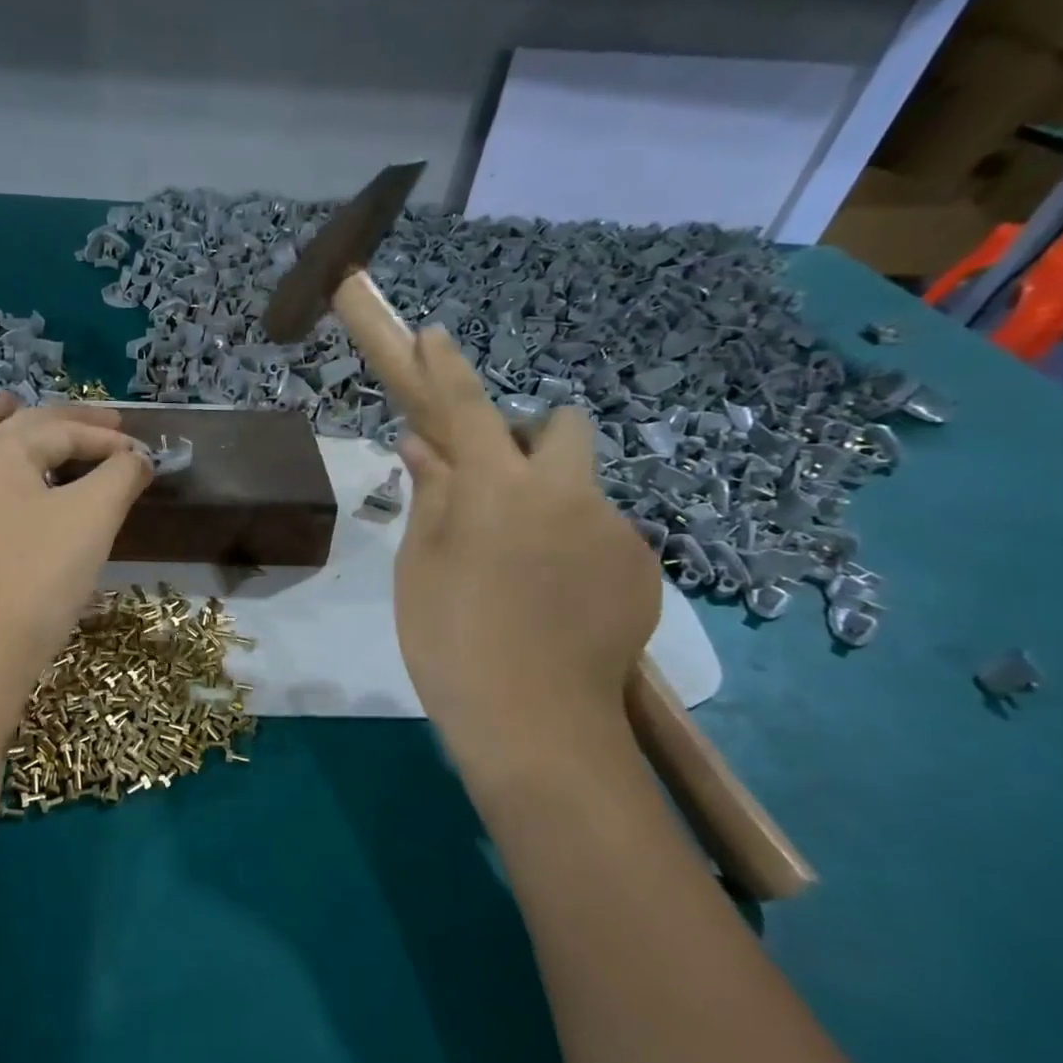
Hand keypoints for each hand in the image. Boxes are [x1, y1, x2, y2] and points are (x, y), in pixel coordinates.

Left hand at [0, 394, 152, 671]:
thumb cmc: (46, 569)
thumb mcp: (96, 513)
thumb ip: (122, 472)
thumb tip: (139, 457)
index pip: (62, 433)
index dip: (107, 439)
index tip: (143, 455)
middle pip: (18, 429)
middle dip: (66, 421)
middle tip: (107, 421)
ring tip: (8, 405)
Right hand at [393, 327, 658, 769]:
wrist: (536, 726)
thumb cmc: (452, 642)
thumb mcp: (419, 567)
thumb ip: (430, 496)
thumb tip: (424, 446)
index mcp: (498, 490)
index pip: (466, 409)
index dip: (447, 369)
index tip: (435, 336)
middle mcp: (567, 494)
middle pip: (563, 428)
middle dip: (532, 438)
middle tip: (498, 487)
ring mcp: (615, 531)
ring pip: (582, 489)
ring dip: (551, 503)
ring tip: (522, 569)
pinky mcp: (643, 569)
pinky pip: (603, 534)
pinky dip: (575, 546)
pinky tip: (553, 599)